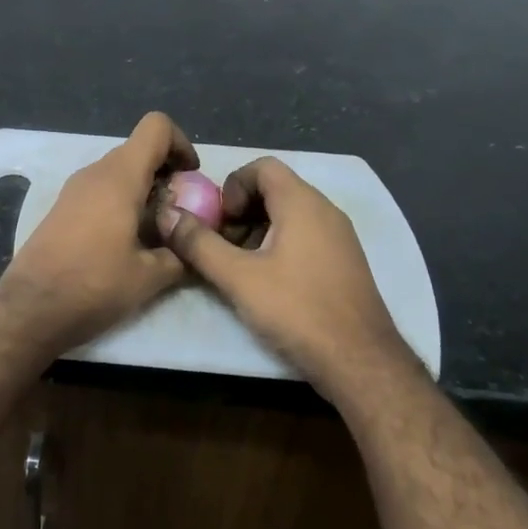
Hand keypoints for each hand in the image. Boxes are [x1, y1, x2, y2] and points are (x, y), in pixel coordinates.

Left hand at [0, 112, 195, 352]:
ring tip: (156, 232)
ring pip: (119, 172)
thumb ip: (180, 253)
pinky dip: (120, 203)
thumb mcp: (150, 276)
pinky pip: (100, 190)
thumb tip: (193, 245)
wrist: (31, 308)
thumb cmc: (94, 285)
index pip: (156, 127)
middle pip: (139, 151)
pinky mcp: (61, 208)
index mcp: (120, 176)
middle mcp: (94, 172)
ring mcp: (73, 189)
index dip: (181, 144)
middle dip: (166, 174)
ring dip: (143, 191)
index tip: (190, 180)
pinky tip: (126, 242)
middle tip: (180, 213)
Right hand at [159, 157, 416, 398]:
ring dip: (256, 231)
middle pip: (274, 190)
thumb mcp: (238, 278)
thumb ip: (199, 243)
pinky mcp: (343, 262)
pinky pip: (304, 236)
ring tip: (238, 267)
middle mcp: (325, 210)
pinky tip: (266, 282)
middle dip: (240, 212)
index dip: (232, 187)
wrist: (360, 360)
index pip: (261, 167)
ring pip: (288, 215)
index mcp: (302, 203)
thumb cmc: (297, 310)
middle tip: (220, 246)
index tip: (219, 223)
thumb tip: (167, 215)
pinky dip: (278, 246)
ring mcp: (339, 237)